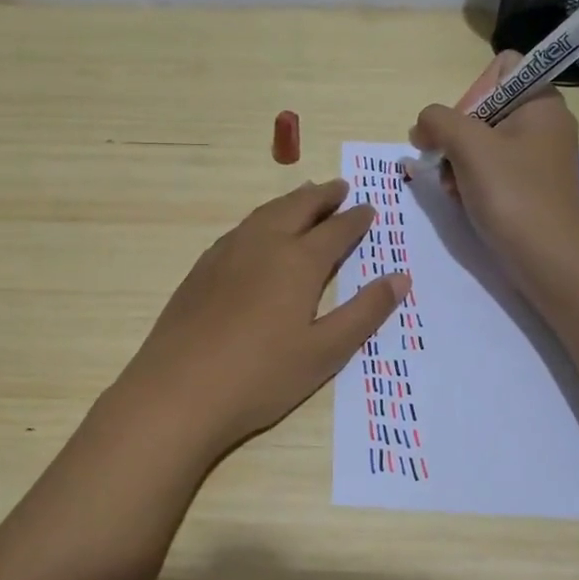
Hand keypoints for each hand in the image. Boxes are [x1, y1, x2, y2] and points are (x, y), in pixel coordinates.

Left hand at [120, 180, 408, 458]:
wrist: (178, 391)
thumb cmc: (261, 376)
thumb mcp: (325, 351)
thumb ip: (364, 312)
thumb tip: (400, 277)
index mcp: (298, 262)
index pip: (335, 230)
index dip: (355, 219)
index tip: (369, 208)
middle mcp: (263, 244)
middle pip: (297, 208)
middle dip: (322, 196)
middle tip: (340, 187)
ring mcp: (226, 253)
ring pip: (265, 213)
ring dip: (290, 202)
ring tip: (304, 198)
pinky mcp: (201, 269)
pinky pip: (240, 229)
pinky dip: (262, 219)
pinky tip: (259, 233)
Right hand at [408, 52, 578, 297]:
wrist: (549, 261)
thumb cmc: (513, 195)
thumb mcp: (469, 146)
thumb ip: (438, 120)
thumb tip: (423, 125)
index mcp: (542, 102)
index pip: (502, 69)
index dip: (473, 91)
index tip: (462, 127)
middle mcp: (545, 124)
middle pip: (485, 107)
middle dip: (457, 134)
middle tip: (445, 162)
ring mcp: (538, 157)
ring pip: (482, 141)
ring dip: (457, 161)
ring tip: (452, 188)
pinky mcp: (530, 186)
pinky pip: (491, 168)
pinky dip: (471, 180)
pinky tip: (461, 200)